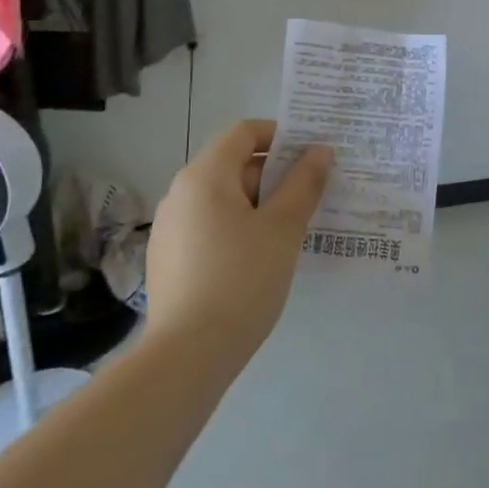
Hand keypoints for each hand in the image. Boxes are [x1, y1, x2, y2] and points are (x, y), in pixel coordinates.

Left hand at [144, 120, 332, 364]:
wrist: (187, 355)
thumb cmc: (242, 279)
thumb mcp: (283, 228)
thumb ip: (304, 183)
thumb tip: (320, 151)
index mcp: (205, 175)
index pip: (244, 132)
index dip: (281, 135)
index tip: (312, 156)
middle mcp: (180, 192)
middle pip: (233, 164)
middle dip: (275, 174)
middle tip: (311, 195)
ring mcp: (169, 227)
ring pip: (222, 198)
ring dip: (259, 203)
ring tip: (292, 228)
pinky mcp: (168, 258)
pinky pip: (209, 225)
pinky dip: (237, 227)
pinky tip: (260, 258)